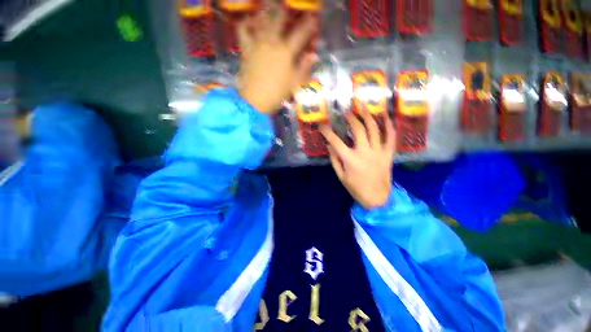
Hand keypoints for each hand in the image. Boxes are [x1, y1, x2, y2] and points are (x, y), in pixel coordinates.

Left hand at [236, 8, 317, 113]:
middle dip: (286, 11)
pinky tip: (251, 21)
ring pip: (261, 19)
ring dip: (268, 12)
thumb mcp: (294, 83)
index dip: (309, 25)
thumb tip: (314, 56)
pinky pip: (243, 29)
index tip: (313, 19)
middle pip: (279, 18)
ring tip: (271, 10)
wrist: (255, 100)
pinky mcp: (246, 47)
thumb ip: (304, 68)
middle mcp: (272, 41)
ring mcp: (257, 43)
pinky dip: (246, 23)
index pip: (301, 33)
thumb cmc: (277, 93)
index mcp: (286, 51)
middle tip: (289, 9)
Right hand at [321, 109, 395, 209]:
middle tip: (346, 112)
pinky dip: (389, 126)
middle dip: (351, 118)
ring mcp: (379, 152)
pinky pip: (391, 137)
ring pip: (375, 129)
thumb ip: (335, 159)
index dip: (327, 132)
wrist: (377, 198)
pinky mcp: (388, 154)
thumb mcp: (341, 176)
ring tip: (363, 107)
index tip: (322, 125)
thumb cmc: (356, 188)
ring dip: (368, 116)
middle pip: (358, 130)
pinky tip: (385, 116)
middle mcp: (365, 152)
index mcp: (350, 159)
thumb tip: (329, 145)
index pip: (336, 141)